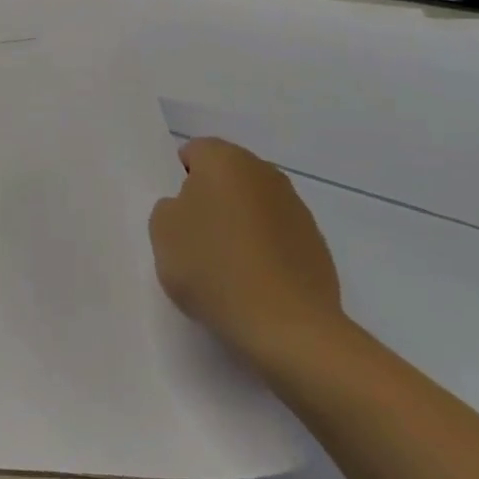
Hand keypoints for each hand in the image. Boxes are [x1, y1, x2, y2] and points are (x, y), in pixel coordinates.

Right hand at [150, 138, 343, 365]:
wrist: (286, 326)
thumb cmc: (213, 267)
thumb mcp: (162, 232)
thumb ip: (169, 208)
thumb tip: (189, 208)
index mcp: (226, 160)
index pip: (193, 152)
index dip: (178, 180)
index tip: (174, 215)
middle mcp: (265, 172)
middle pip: (226, 177)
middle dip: (210, 199)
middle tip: (194, 239)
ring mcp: (296, 208)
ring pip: (253, 206)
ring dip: (239, 225)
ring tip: (225, 266)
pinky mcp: (316, 244)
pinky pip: (277, 236)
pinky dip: (263, 250)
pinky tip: (252, 282)